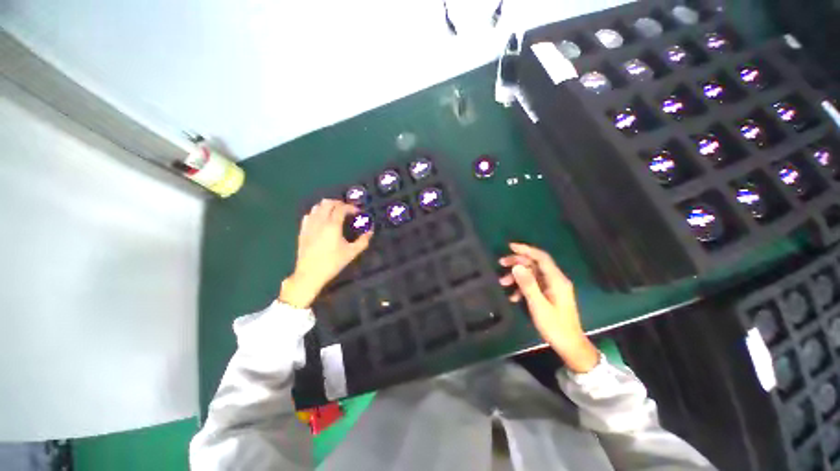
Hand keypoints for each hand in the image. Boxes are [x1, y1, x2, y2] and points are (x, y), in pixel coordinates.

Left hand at [278, 199, 372, 307]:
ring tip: (335, 213)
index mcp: (332, 225)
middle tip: (347, 210)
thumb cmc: (333, 263)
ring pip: (317, 207)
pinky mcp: (302, 231)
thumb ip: (363, 240)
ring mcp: (309, 225)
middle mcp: (320, 221)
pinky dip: (317, 213)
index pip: (341, 208)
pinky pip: (309, 215)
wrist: (310, 274)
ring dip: (327, 206)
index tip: (358, 212)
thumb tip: (370, 231)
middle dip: (339, 203)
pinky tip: (322, 220)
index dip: (351, 207)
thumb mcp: (352, 253)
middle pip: (327, 203)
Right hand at [498, 243, 598, 372]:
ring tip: (502, 282)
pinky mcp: (549, 294)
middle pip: (535, 264)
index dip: (526, 249)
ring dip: (517, 276)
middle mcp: (556, 280)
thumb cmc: (555, 326)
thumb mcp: (538, 305)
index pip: (541, 257)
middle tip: (501, 263)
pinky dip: (522, 286)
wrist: (570, 346)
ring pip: (532, 274)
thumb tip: (517, 266)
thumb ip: (528, 285)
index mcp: (557, 280)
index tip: (510, 247)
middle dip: (518, 262)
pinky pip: (533, 284)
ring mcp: (553, 287)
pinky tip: (513, 296)